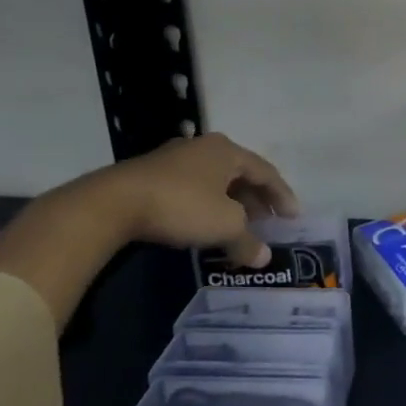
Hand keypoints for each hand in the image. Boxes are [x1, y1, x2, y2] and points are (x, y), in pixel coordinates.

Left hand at [103, 133, 300, 265]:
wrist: (111, 204)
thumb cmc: (182, 205)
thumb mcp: (224, 226)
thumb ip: (247, 241)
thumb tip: (263, 258)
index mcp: (228, 150)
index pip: (266, 172)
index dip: (283, 196)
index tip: (294, 217)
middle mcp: (204, 147)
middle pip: (240, 174)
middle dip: (256, 200)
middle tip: (266, 224)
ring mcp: (174, 158)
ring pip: (214, 181)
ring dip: (230, 204)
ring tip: (236, 227)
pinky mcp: (150, 175)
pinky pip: (191, 188)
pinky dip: (206, 206)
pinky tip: (203, 224)